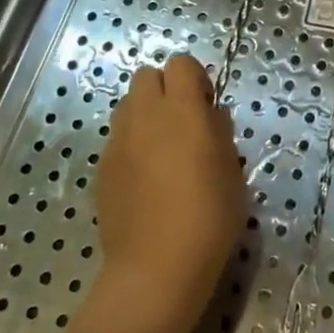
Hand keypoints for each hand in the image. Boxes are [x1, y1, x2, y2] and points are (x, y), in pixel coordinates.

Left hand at [93, 53, 245, 332]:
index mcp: (183, 110)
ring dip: (145, 114)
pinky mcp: (101, 168)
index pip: (181, 64)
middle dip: (164, 89)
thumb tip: (209, 116)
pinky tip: (145, 179)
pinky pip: (118, 139)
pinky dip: (131, 145)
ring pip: (127, 105)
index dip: (194, 78)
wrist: (156, 269)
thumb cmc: (208, 218)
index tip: (205, 105)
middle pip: (146, 76)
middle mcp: (145, 115)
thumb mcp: (232, 172)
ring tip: (161, 149)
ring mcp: (118, 141)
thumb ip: (219, 134)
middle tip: (182, 123)